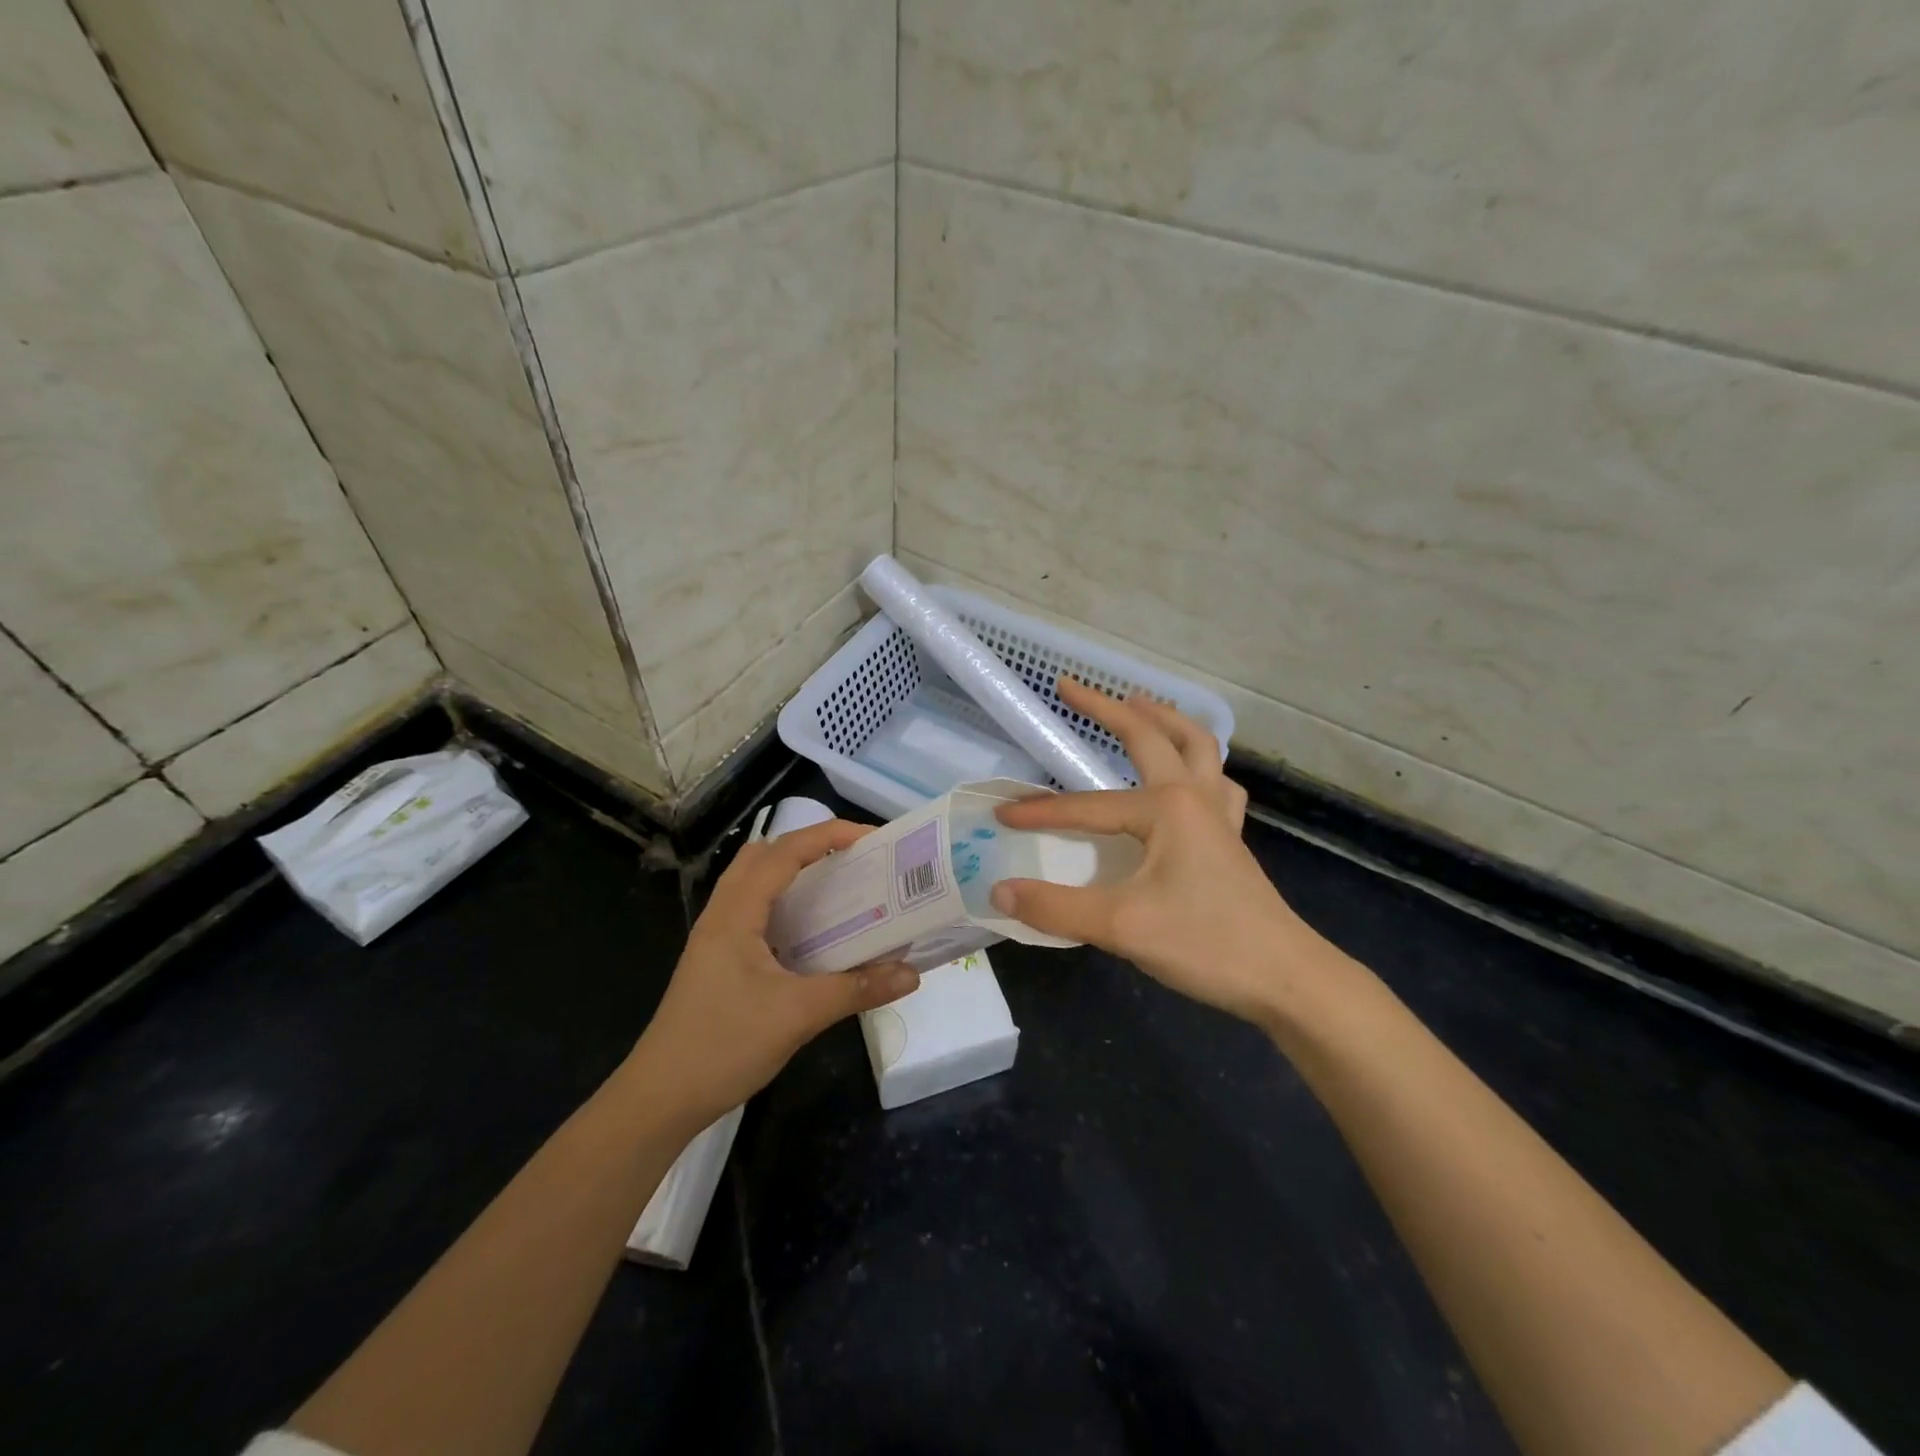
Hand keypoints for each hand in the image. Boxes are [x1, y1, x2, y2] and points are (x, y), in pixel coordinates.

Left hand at [630, 819, 919, 1124]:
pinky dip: (786, 904)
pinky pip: (755, 912)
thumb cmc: (723, 1046)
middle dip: (810, 846)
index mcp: (736, 913)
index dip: (828, 835)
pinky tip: (812, 934)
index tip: (871, 840)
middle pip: (764, 855)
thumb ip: (856, 990)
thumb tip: (912, 974)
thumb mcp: (798, 1015)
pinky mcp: (718, 960)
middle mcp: (723, 914)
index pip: (784, 851)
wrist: (660, 1099)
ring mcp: (716, 938)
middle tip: (854, 861)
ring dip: (795, 874)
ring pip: (756, 883)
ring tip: (838, 888)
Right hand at [990, 678, 1330, 1027]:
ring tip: (1139, 703)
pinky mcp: (1230, 838)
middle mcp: (1194, 796)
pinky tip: (1190, 773)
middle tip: (1071, 687)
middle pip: (1151, 735)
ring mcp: (1219, 814)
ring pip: (1197, 747)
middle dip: (1107, 707)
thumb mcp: (1122, 926)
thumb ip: (1056, 907)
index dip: (1041, 812)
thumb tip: (1000, 891)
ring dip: (1166, 719)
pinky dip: (1201, 763)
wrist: (1285, 978)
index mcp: (1166, 807)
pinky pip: (1218, 782)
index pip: (1087, 806)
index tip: (1002, 816)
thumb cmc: (1206, 944)